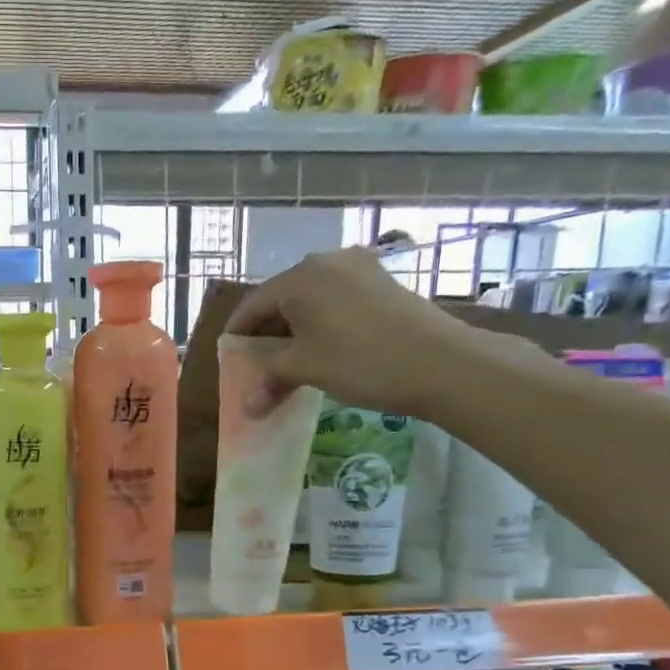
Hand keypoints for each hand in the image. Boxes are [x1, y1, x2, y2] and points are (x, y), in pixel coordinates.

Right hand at [226, 246, 513, 416]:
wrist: (440, 362)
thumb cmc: (360, 361)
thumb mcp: (306, 369)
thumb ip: (270, 378)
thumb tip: (247, 407)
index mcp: (300, 277)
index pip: (252, 305)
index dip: (237, 335)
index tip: (228, 360)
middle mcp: (325, 262)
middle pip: (281, 299)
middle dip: (266, 334)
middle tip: (257, 366)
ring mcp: (357, 268)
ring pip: (310, 300)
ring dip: (294, 331)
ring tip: (289, 363)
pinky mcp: (380, 281)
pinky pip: (335, 300)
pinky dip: (320, 324)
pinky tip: (322, 349)